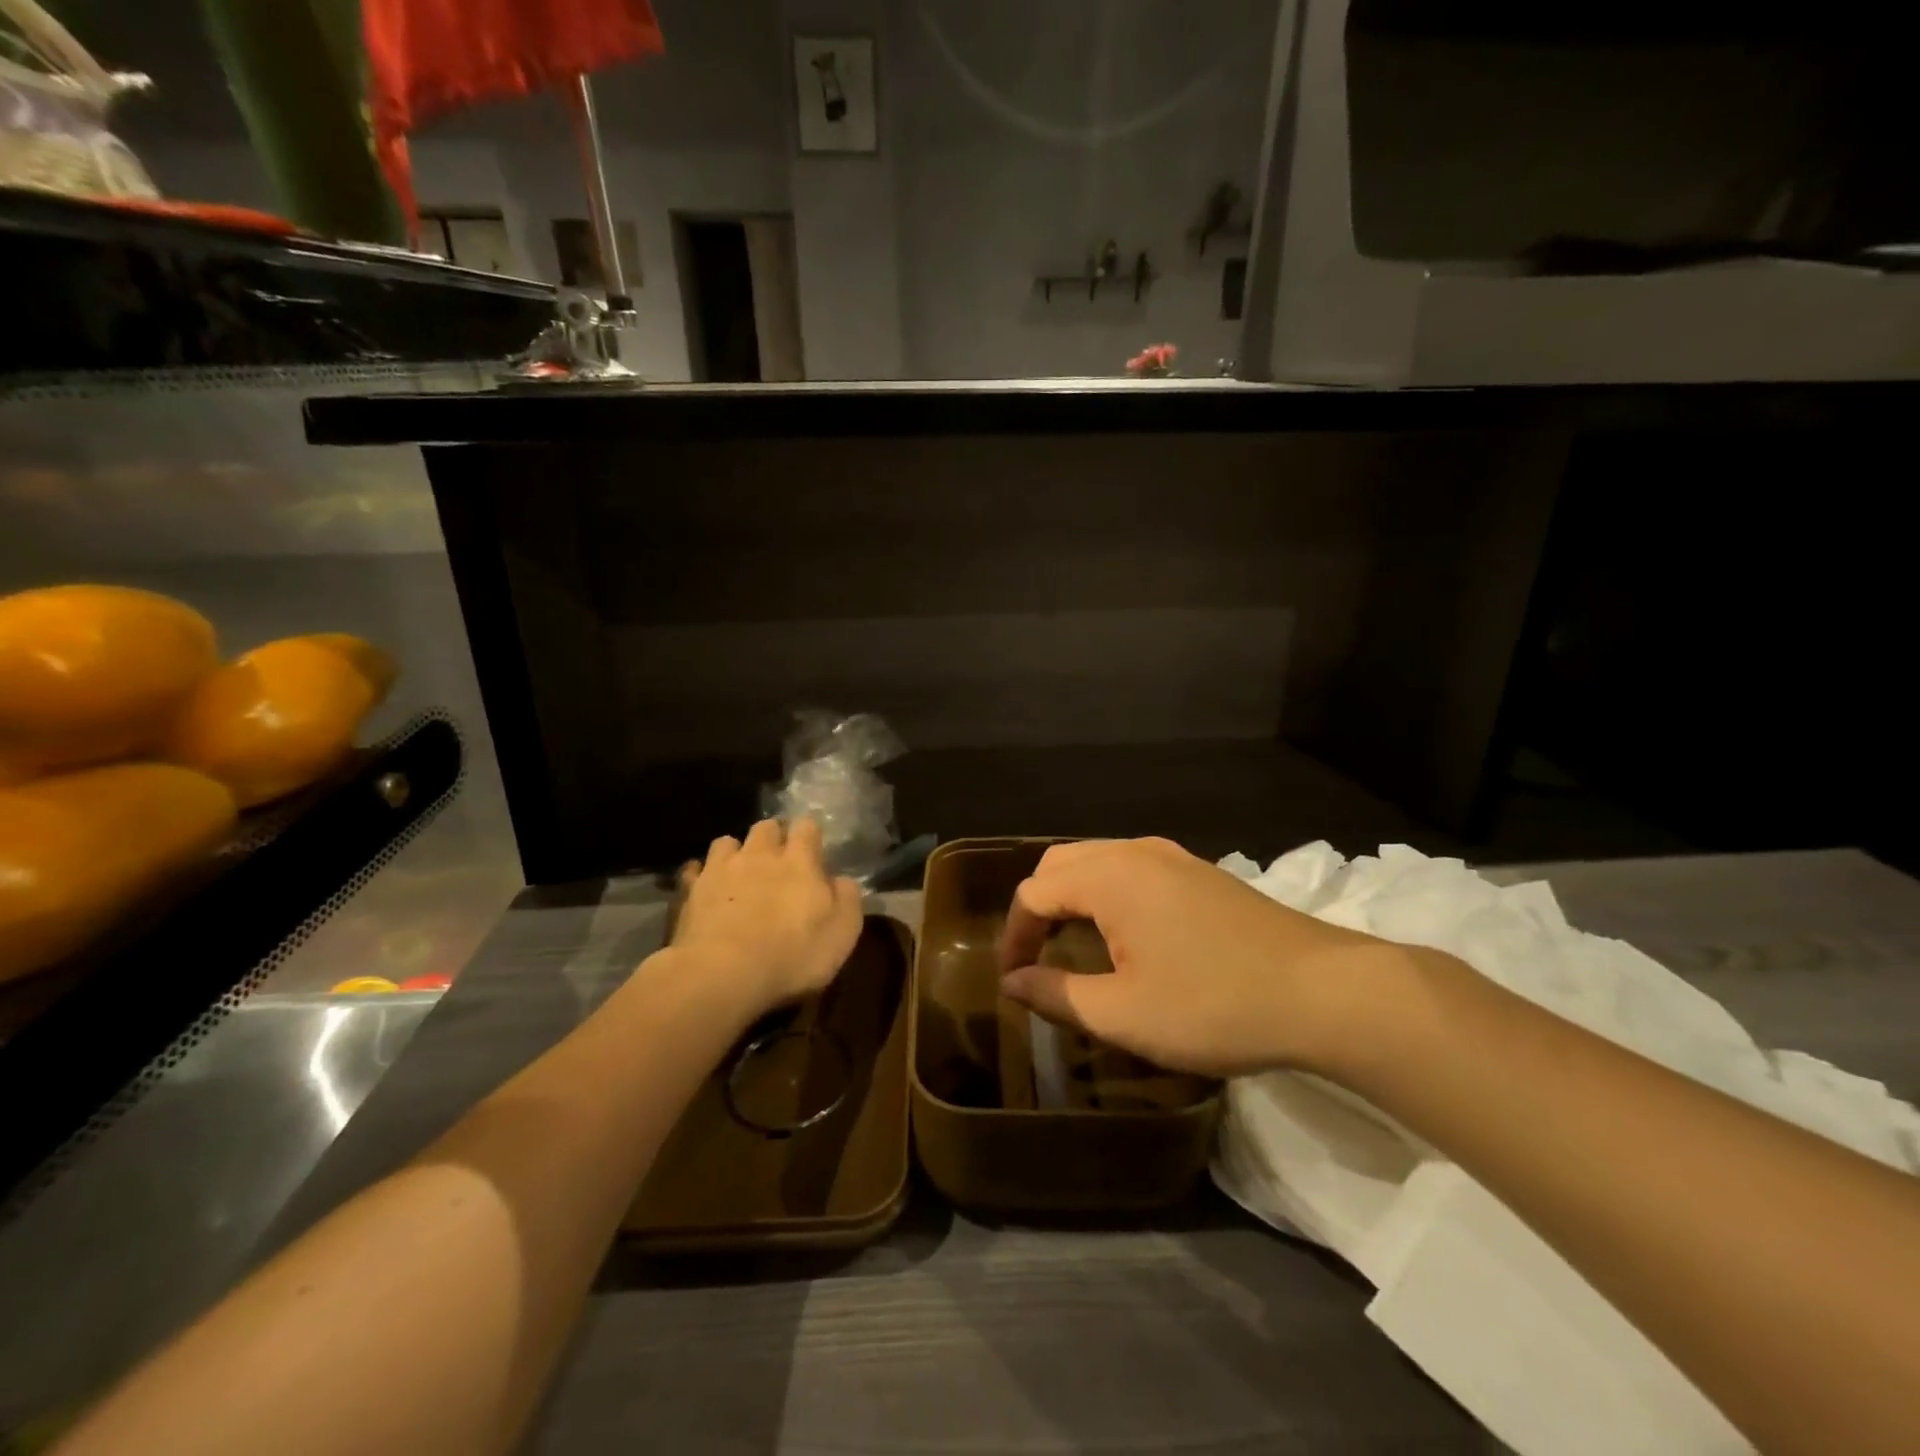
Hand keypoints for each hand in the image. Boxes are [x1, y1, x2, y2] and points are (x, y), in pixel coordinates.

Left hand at [670, 817, 864, 1021]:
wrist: (723, 974)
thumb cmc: (793, 954)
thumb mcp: (842, 932)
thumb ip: (847, 898)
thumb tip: (842, 880)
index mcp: (799, 861)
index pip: (807, 827)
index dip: (810, 834)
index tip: (813, 848)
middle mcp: (760, 855)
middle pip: (766, 827)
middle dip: (773, 837)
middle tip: (778, 858)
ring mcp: (721, 870)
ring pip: (727, 842)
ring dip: (736, 852)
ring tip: (739, 870)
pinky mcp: (690, 891)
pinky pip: (694, 870)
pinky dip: (701, 874)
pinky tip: (704, 888)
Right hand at [997, 837, 1394, 1076]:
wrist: (1326, 992)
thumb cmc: (1214, 1004)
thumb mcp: (1124, 1013)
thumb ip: (1057, 994)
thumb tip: (1012, 982)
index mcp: (1109, 876)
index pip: (1034, 892)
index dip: (1013, 935)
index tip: (1013, 980)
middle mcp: (1136, 851)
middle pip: (1062, 864)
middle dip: (1038, 908)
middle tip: (1036, 957)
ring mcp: (1174, 856)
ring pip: (1099, 861)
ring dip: (1074, 898)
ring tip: (1074, 946)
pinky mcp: (1202, 872)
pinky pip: (1133, 869)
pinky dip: (1109, 894)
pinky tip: (1126, 935)